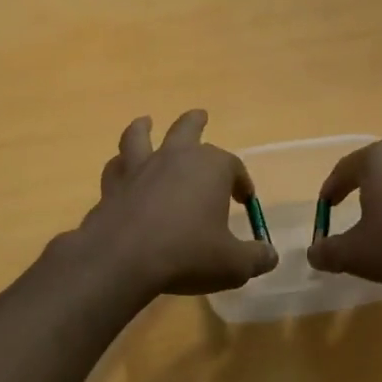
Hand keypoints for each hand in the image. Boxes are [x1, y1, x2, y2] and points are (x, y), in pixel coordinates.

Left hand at [73, 111, 278, 296]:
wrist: (123, 259)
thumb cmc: (187, 255)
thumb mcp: (234, 264)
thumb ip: (256, 258)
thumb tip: (270, 255)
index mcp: (210, 168)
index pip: (233, 166)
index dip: (241, 182)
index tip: (244, 199)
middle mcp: (174, 158)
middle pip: (187, 129)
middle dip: (196, 123)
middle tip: (201, 116)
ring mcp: (139, 168)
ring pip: (140, 136)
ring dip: (144, 128)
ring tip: (145, 123)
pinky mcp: (112, 186)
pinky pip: (116, 167)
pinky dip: (120, 166)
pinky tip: (120, 170)